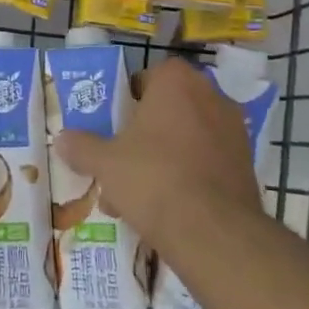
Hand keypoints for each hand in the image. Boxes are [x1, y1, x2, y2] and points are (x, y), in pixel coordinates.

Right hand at [57, 58, 266, 252]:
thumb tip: (62, 139)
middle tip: (122, 158)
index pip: (150, 75)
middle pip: (169, 108)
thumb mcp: (104, 162)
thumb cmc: (153, 178)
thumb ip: (82, 147)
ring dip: (163, 157)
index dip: (129, 97)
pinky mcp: (246, 166)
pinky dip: (187, 177)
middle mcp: (211, 97)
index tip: (114, 123)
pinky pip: (206, 162)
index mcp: (177, 82)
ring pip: (187, 138)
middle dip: (145, 132)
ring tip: (135, 194)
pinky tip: (164, 209)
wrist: (213, 233)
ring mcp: (234, 132)